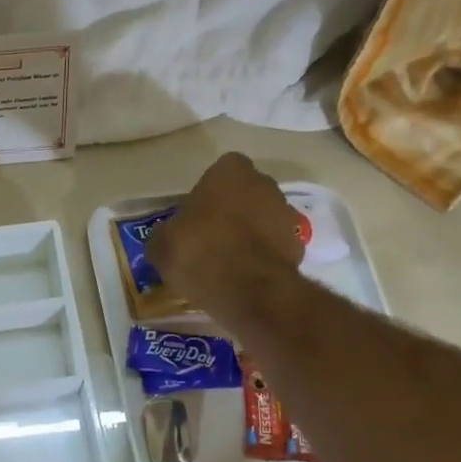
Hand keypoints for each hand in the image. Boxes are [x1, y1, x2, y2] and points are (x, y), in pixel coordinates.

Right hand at [146, 152, 304, 311]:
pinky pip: (273, 245)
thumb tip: (168, 236)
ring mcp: (286, 215)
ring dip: (248, 232)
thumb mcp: (161, 244)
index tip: (195, 212)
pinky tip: (242, 276)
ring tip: (225, 259)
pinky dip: (261, 256)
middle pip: (245, 192)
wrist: (250, 292)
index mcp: (230, 173)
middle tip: (208, 235)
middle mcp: (264, 185)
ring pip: (262, 218)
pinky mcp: (299, 247)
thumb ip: (166, 232)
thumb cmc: (200, 253)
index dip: (208, 190)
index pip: (221, 169)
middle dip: (232, 209)